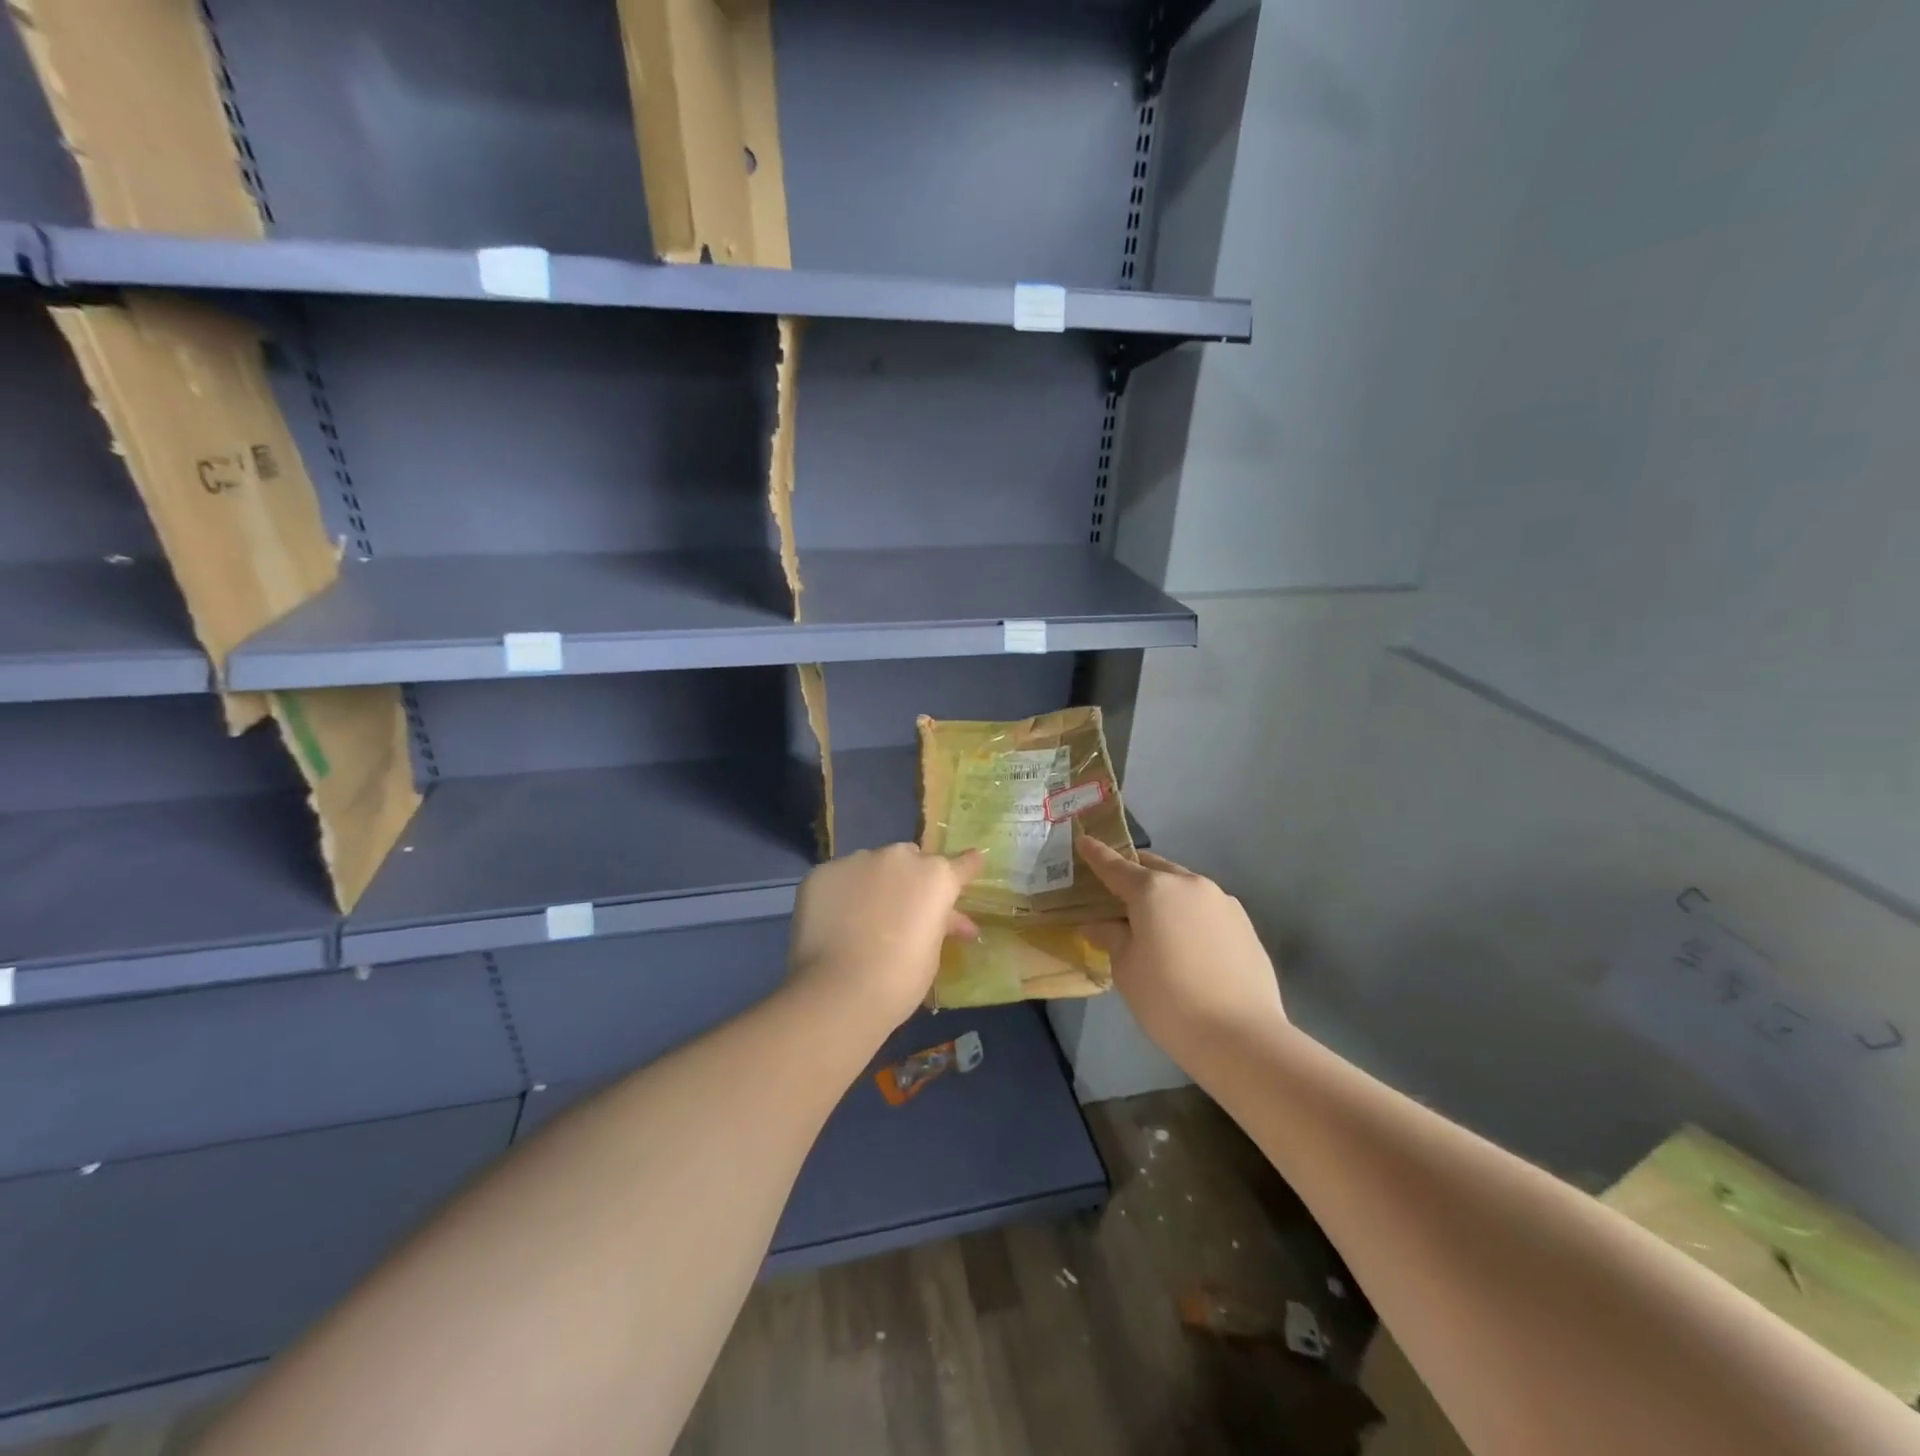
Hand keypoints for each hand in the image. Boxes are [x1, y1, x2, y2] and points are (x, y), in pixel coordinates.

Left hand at [786, 844, 984, 1037]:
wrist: (839, 991)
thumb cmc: (900, 979)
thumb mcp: (932, 952)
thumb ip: (940, 925)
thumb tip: (951, 920)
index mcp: (936, 877)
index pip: (962, 864)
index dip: (967, 866)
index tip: (972, 862)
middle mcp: (899, 857)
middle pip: (910, 858)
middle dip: (910, 878)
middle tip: (902, 909)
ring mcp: (858, 860)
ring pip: (871, 865)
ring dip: (873, 883)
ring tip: (861, 917)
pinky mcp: (823, 871)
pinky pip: (839, 878)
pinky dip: (841, 893)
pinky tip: (834, 920)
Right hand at [1077, 839, 1285, 1066]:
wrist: (1240, 1036)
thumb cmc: (1168, 999)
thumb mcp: (1126, 969)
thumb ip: (1111, 937)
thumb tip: (1098, 924)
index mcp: (1153, 890)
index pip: (1116, 867)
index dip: (1097, 855)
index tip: (1083, 840)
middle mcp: (1189, 884)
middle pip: (1154, 869)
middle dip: (1134, 874)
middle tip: (1116, 892)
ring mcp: (1222, 901)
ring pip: (1183, 886)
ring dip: (1164, 895)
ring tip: (1153, 923)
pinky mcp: (1244, 923)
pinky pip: (1206, 907)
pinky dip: (1188, 914)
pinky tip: (1186, 942)